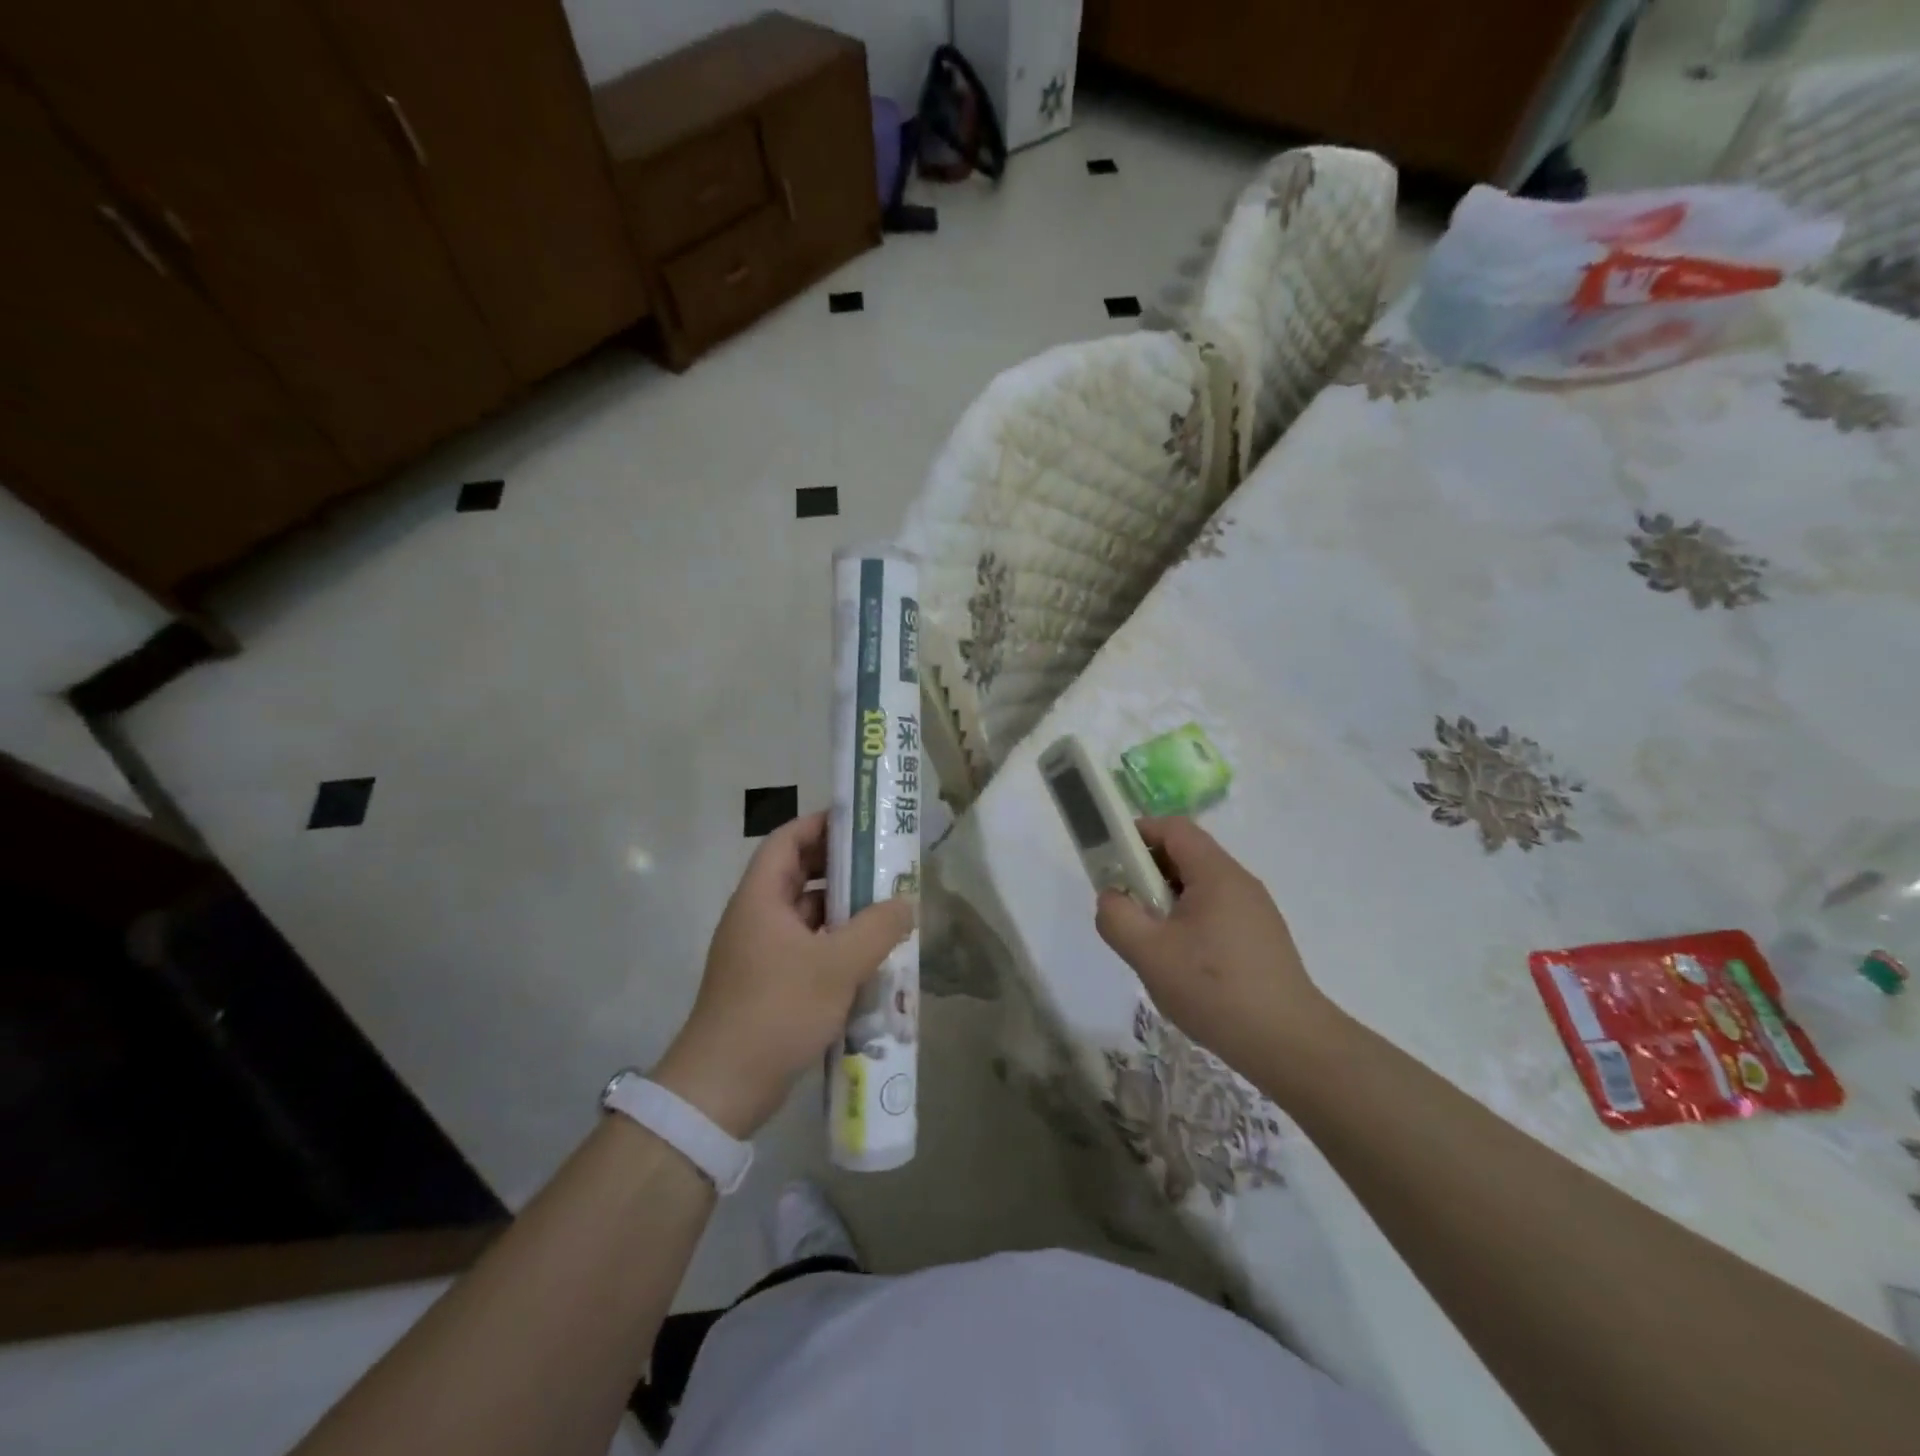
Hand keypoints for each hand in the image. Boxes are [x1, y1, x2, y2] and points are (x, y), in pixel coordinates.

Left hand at [652, 811, 914, 1137]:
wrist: (722, 1088)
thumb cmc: (776, 1010)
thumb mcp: (836, 966)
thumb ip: (877, 929)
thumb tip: (906, 903)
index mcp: (761, 898)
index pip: (788, 840)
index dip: (822, 824)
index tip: (863, 824)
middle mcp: (757, 917)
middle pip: (799, 875)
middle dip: (842, 868)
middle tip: (885, 866)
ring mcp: (761, 952)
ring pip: (807, 914)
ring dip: (844, 910)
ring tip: (887, 909)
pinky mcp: (769, 983)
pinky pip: (807, 947)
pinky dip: (836, 944)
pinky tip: (869, 957)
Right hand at [1094, 817, 1335, 1085]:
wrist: (1288, 1043)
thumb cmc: (1213, 989)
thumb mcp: (1148, 953)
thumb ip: (1117, 916)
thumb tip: (1112, 897)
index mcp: (1216, 874)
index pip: (1173, 828)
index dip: (1138, 834)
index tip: (1111, 859)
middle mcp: (1240, 882)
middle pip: (1187, 855)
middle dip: (1148, 872)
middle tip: (1125, 905)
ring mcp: (1255, 911)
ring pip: (1200, 887)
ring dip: (1167, 901)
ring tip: (1151, 940)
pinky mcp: (1262, 938)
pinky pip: (1216, 912)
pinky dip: (1189, 921)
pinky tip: (1182, 963)